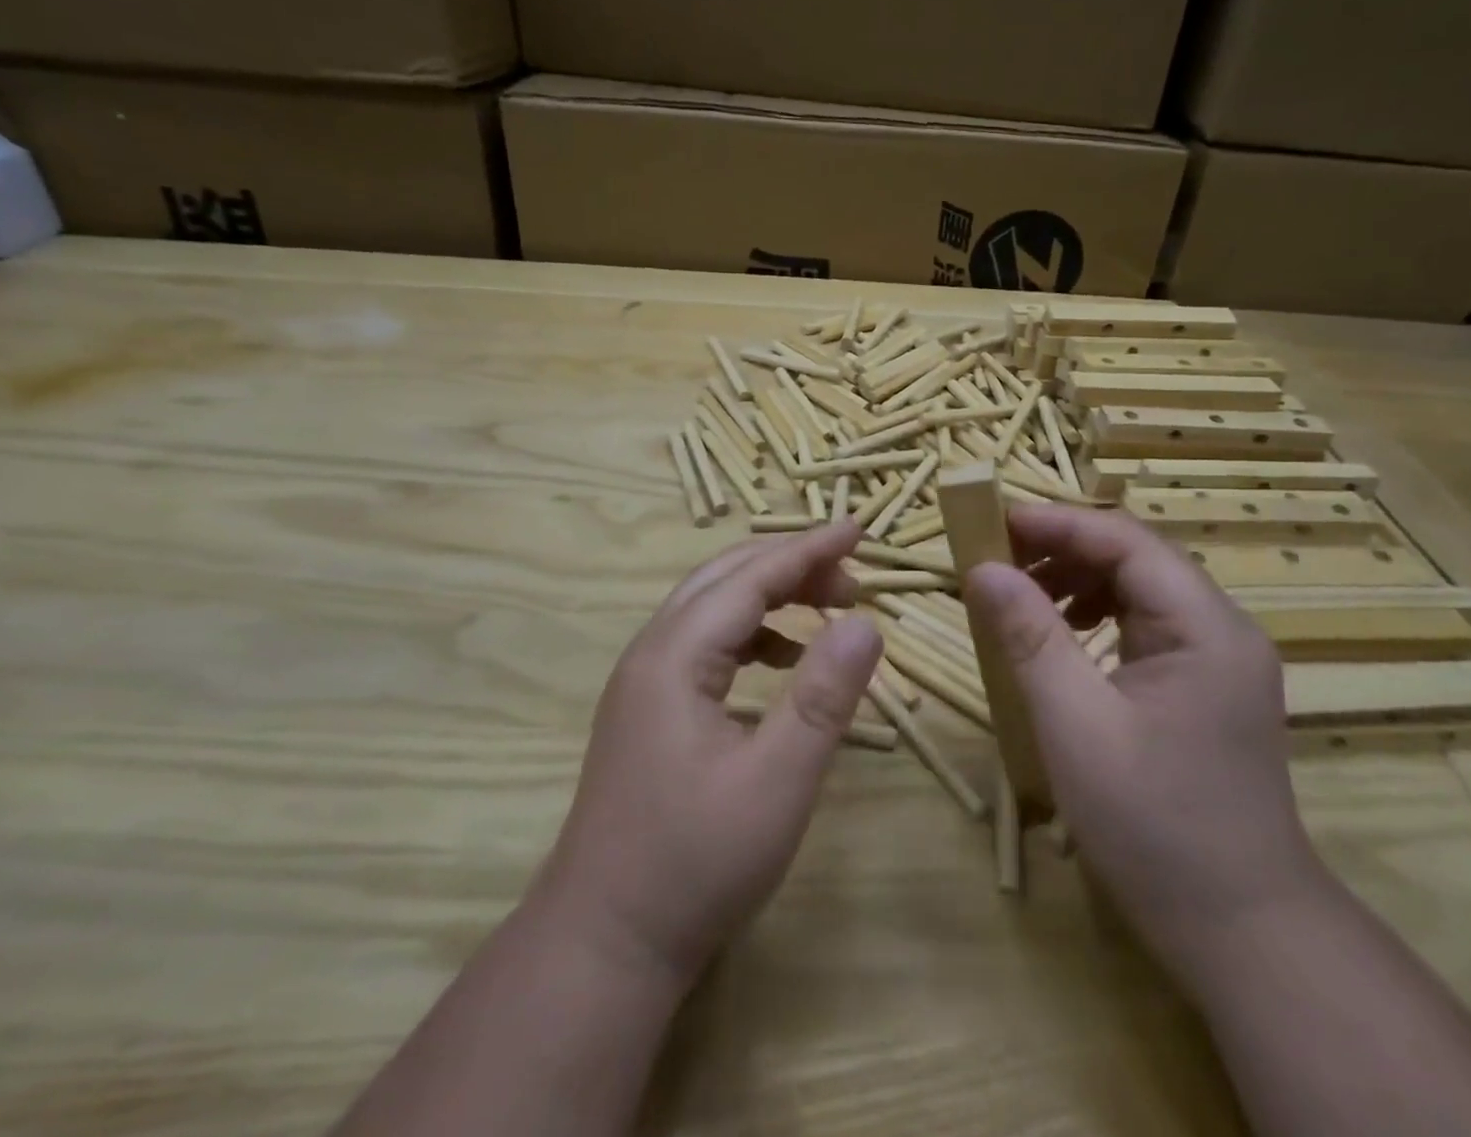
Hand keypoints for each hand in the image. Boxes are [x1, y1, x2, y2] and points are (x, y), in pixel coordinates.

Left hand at [535, 519, 884, 990]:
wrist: (604, 943)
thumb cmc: (695, 863)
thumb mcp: (777, 781)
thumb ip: (824, 696)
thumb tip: (866, 623)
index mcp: (676, 655)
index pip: (751, 576)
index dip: (809, 548)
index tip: (859, 527)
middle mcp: (652, 652)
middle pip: (726, 577)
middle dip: (792, 564)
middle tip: (853, 573)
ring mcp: (644, 680)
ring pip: (713, 606)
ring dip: (771, 594)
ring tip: (828, 608)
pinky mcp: (649, 708)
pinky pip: (706, 643)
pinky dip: (752, 633)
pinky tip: (785, 657)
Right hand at [962, 505, 1323, 968]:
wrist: (1241, 934)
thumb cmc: (1154, 825)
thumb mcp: (1075, 724)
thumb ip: (1029, 636)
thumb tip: (983, 569)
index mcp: (1205, 626)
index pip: (1125, 540)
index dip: (1056, 523)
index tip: (993, 523)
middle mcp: (1220, 628)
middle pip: (1134, 557)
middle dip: (1061, 550)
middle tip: (996, 561)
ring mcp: (1217, 658)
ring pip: (1137, 588)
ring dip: (1075, 581)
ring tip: (1021, 598)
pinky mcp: (1203, 686)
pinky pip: (1143, 625)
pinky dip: (1094, 616)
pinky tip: (1063, 637)